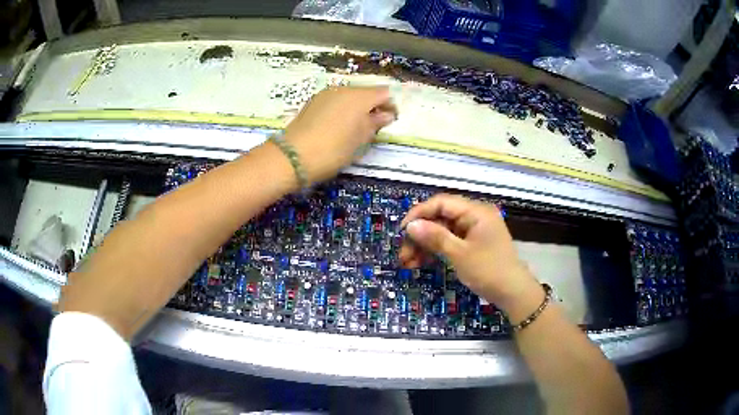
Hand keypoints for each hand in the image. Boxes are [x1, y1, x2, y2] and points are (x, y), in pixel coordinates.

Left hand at [283, 86, 396, 183]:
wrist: (292, 157)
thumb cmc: (333, 150)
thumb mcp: (360, 140)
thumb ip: (375, 124)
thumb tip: (386, 115)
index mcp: (359, 97)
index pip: (383, 93)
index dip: (390, 106)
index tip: (390, 122)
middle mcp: (343, 89)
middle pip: (366, 93)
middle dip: (373, 107)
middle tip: (373, 128)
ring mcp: (326, 94)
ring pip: (349, 97)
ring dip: (356, 109)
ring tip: (354, 130)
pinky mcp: (313, 102)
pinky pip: (335, 101)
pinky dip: (342, 110)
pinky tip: (337, 127)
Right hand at [399, 194, 540, 311]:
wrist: (513, 293)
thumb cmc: (489, 271)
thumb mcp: (459, 254)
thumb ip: (435, 237)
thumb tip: (410, 226)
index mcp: (476, 211)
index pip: (441, 203)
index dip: (419, 214)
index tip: (402, 231)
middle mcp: (474, 216)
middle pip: (440, 218)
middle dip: (420, 235)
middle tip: (403, 254)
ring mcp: (473, 231)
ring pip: (442, 231)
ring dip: (425, 245)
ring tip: (408, 263)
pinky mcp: (472, 244)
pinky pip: (449, 242)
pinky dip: (436, 251)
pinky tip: (421, 263)